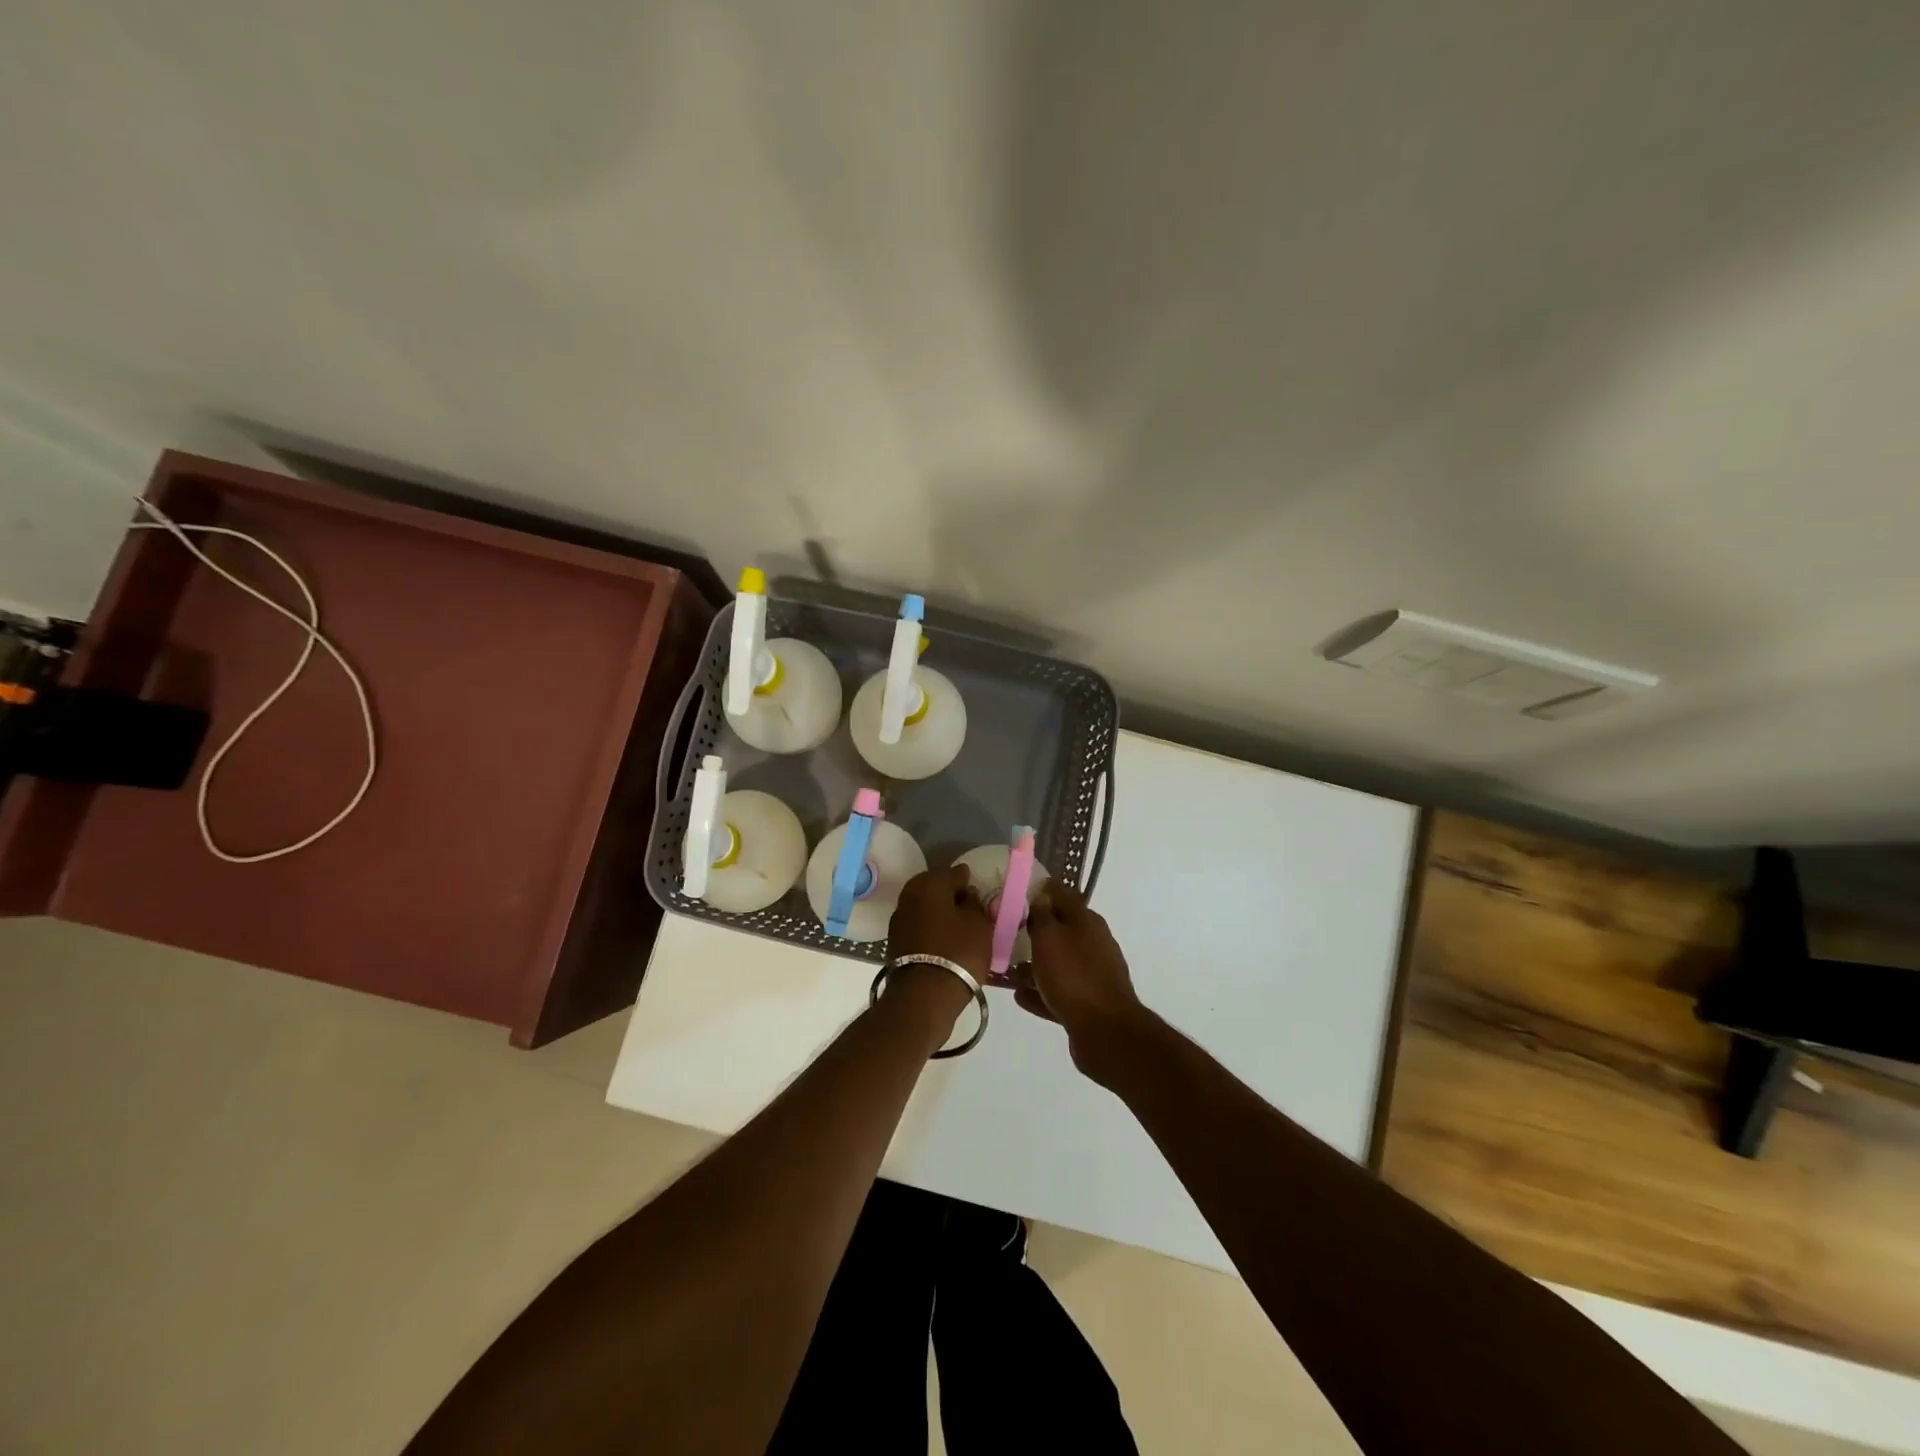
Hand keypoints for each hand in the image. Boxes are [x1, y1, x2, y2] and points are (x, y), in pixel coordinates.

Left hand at [882, 865, 993, 1030]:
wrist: (923, 995)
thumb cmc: (957, 953)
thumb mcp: (980, 926)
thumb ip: (975, 904)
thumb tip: (967, 895)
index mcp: (931, 883)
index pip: (955, 872)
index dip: (969, 880)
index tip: (980, 891)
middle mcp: (910, 894)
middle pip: (935, 886)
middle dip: (951, 893)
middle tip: (969, 907)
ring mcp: (899, 917)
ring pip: (924, 905)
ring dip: (938, 910)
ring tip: (957, 924)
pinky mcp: (895, 939)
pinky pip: (918, 923)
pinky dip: (930, 925)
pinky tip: (943, 937)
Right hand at [1013, 880, 1149, 1084]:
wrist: (1105, 1032)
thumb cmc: (1073, 976)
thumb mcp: (1049, 937)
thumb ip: (1040, 914)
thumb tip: (1038, 896)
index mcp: (1086, 921)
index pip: (1061, 894)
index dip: (1038, 889)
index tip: (1012, 891)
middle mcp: (1092, 943)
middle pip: (1058, 929)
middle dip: (1032, 930)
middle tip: (1003, 932)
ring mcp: (1092, 974)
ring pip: (1057, 963)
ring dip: (1033, 964)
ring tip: (1007, 969)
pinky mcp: (1088, 1003)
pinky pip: (1058, 991)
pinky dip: (1040, 991)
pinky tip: (1019, 995)